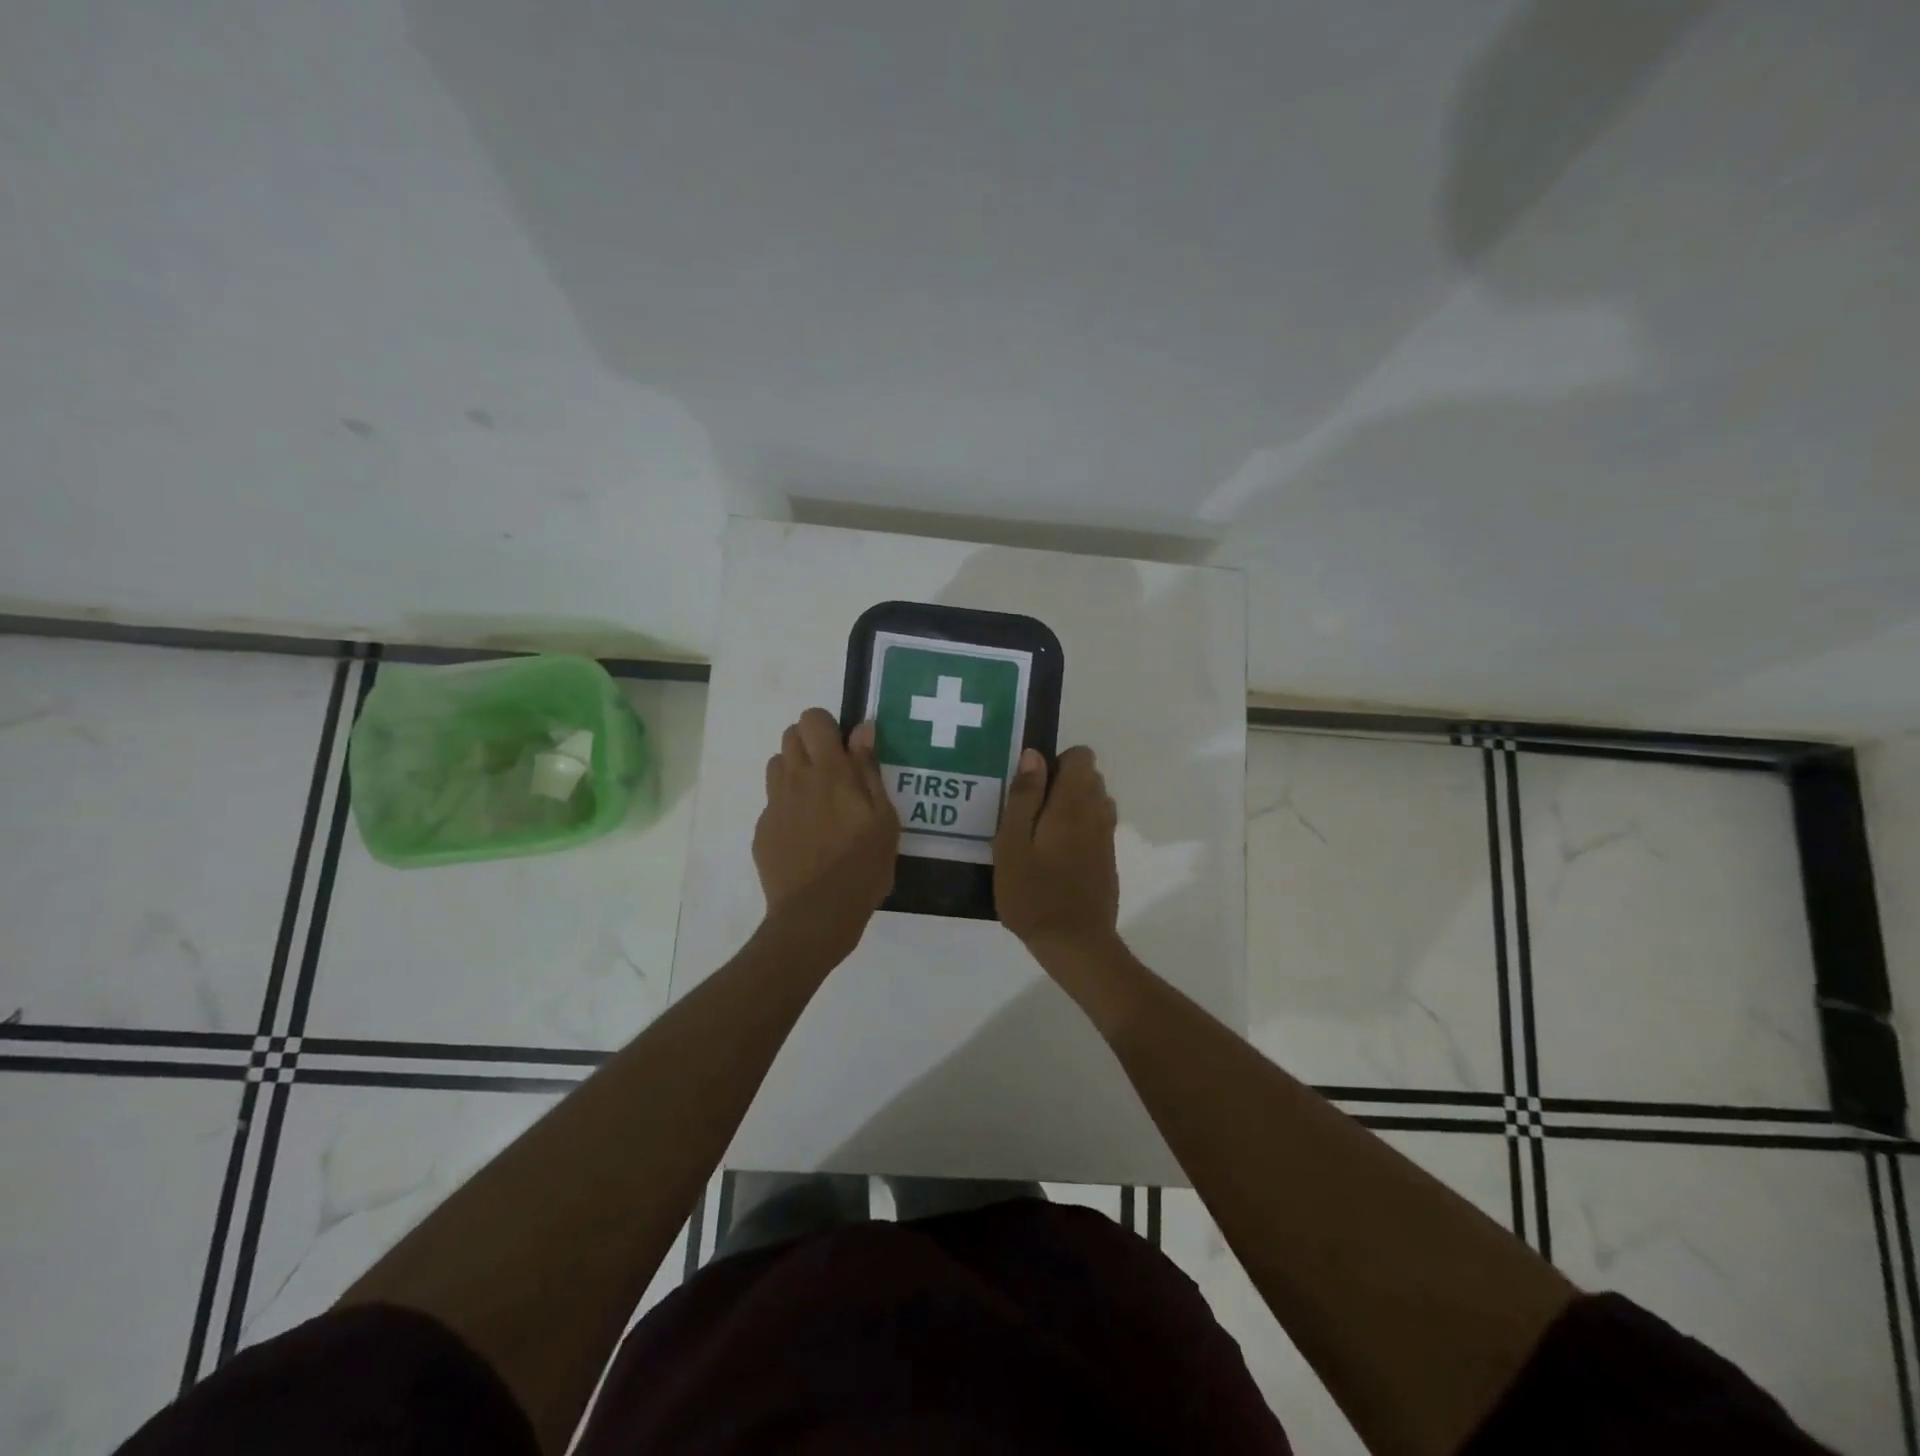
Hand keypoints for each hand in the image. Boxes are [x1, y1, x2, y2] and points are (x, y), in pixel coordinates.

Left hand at [753, 709, 899, 954]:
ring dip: (796, 771)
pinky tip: (806, 836)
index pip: (813, 719)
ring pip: (777, 765)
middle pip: (790, 736)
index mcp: (830, 772)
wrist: (816, 914)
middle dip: (811, 744)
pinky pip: (773, 803)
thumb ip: (870, 770)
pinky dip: (788, 806)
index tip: (845, 749)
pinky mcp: (762, 830)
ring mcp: (774, 805)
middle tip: (834, 774)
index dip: (827, 726)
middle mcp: (795, 780)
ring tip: (818, 801)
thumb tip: (862, 729)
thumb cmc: (862, 866)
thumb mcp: (884, 819)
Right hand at [992, 746, 1119, 954]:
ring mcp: (1106, 836)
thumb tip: (1034, 755)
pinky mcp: (1108, 857)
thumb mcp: (1012, 844)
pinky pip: (1095, 825)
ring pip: (1094, 800)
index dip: (1055, 762)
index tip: (1030, 788)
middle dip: (1061, 783)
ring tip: (1039, 834)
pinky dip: (1077, 827)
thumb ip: (1023, 797)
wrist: (1075, 944)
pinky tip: (1053, 856)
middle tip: (1028, 814)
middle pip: (1089, 776)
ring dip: (1070, 805)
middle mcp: (1097, 812)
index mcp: (1073, 803)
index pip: (1081, 756)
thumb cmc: (1033, 893)